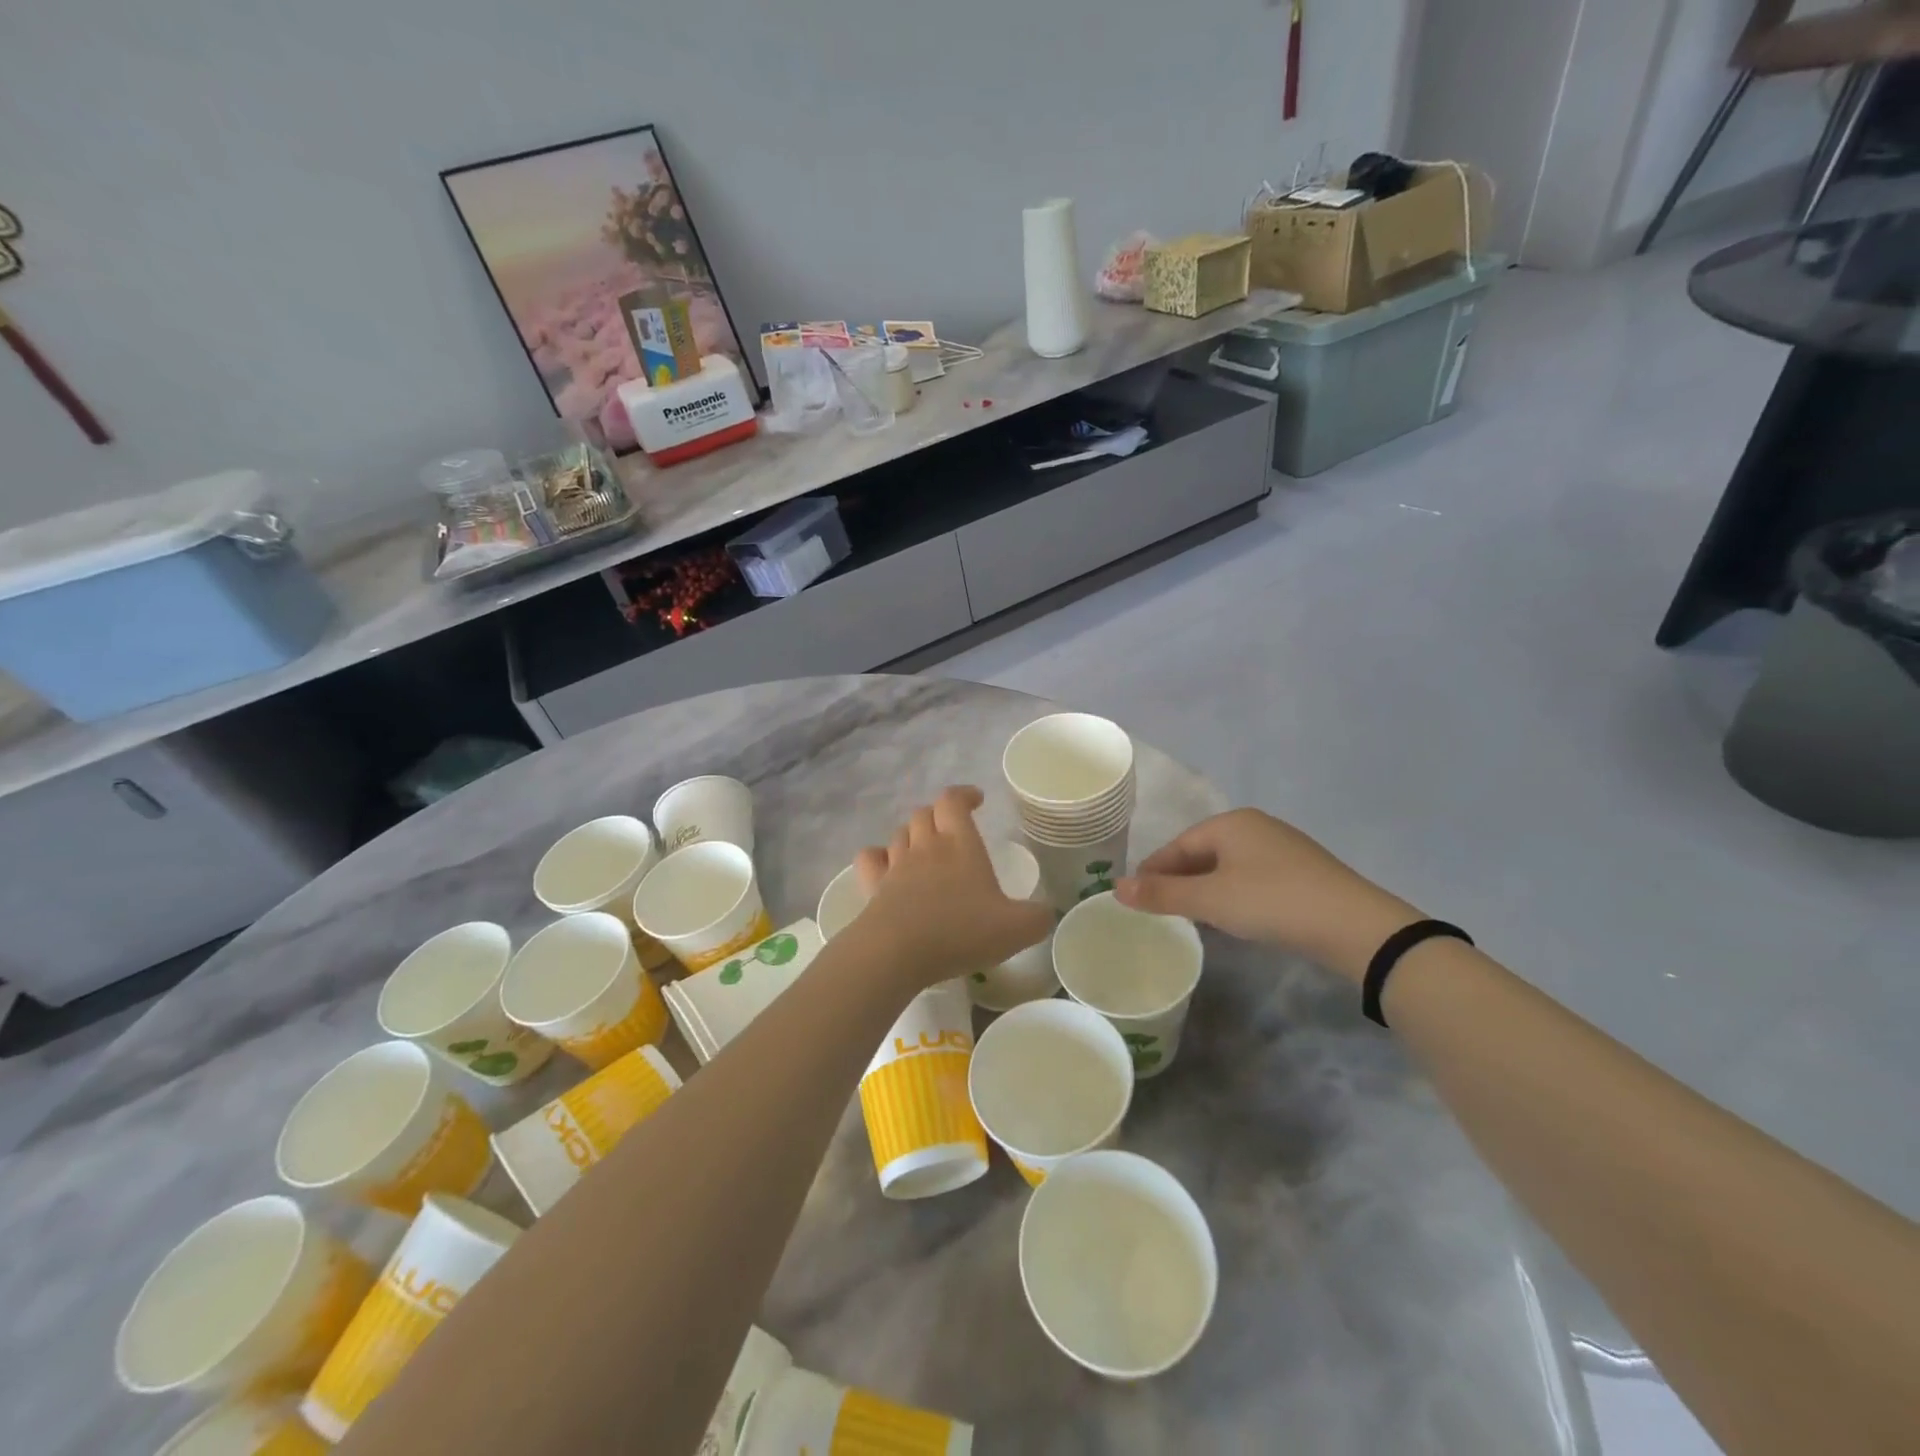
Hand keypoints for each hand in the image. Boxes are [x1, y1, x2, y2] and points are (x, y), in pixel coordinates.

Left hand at [845, 786, 1053, 988]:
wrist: (897, 952)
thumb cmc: (960, 931)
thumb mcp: (1016, 929)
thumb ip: (1038, 918)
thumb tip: (1047, 913)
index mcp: (960, 844)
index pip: (953, 800)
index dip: (964, 794)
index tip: (976, 799)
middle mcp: (926, 846)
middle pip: (924, 813)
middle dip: (939, 815)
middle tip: (954, 829)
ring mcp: (896, 865)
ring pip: (900, 833)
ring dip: (913, 835)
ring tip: (926, 850)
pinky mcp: (874, 887)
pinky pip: (871, 858)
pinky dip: (879, 856)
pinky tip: (887, 866)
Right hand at [1114, 809, 1419, 982]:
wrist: (1354, 926)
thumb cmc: (1272, 902)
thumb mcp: (1210, 900)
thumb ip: (1162, 893)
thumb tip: (1116, 886)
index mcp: (1231, 823)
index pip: (1178, 844)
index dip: (1153, 870)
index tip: (1134, 896)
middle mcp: (1256, 827)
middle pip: (1202, 852)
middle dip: (1178, 880)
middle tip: (1158, 909)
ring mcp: (1282, 848)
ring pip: (1228, 867)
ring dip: (1205, 889)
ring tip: (1189, 916)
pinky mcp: (1302, 873)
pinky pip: (1252, 878)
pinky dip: (1232, 895)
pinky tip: (1232, 917)